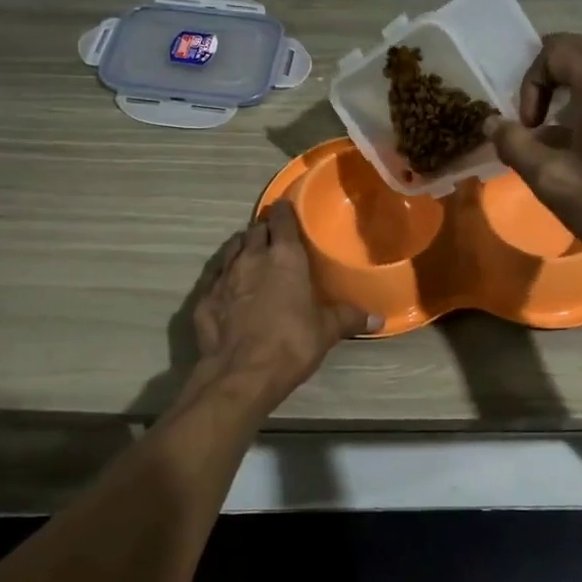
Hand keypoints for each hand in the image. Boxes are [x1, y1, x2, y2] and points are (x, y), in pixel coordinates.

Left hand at [191, 200, 381, 396]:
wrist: (241, 373)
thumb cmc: (291, 343)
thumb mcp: (326, 330)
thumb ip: (349, 318)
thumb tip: (378, 319)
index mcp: (284, 256)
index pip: (282, 220)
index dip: (285, 212)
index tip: (287, 208)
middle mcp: (251, 257)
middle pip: (255, 231)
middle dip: (264, 229)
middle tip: (273, 236)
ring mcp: (224, 275)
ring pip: (231, 248)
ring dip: (241, 246)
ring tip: (250, 252)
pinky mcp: (203, 297)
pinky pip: (214, 275)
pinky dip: (223, 274)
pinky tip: (228, 284)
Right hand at [485, 33, 581, 272]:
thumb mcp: (550, 179)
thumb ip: (515, 145)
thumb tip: (492, 123)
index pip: (557, 49)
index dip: (531, 81)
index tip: (529, 124)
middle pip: (578, 52)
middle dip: (546, 79)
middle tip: (532, 119)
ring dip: (565, 93)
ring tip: (549, 135)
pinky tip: (576, 149)